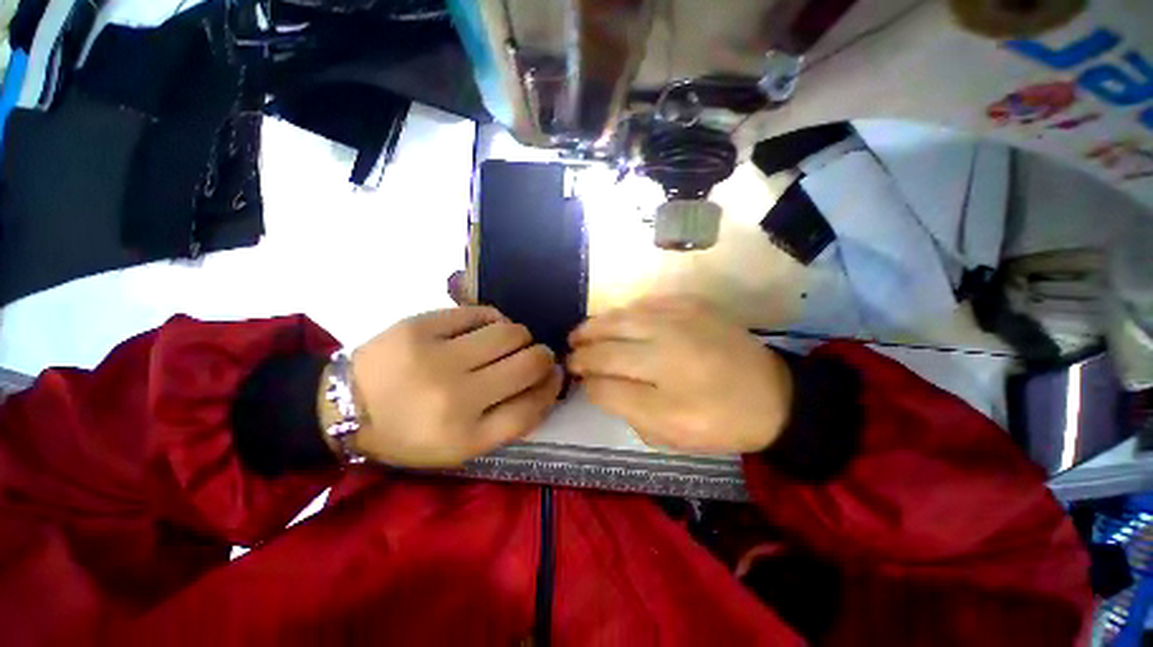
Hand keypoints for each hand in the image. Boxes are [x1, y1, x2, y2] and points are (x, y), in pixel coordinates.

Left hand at [343, 307, 562, 466]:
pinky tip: (486, 329)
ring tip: (509, 342)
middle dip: (543, 356)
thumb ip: (507, 421)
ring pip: (511, 332)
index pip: (532, 407)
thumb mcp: (460, 447)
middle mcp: (455, 397)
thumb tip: (546, 382)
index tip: (556, 375)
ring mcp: (437, 356)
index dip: (552, 388)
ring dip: (520, 336)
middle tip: (536, 354)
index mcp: (465, 436)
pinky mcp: (421, 325)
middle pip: (529, 364)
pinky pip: (480, 313)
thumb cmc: (408, 434)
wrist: (343, 407)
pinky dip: (493, 320)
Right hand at [567, 296, 792, 453]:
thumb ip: (626, 408)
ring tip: (581, 333)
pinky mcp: (691, 304)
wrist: (774, 394)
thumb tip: (595, 384)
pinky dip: (623, 312)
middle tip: (571, 353)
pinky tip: (616, 321)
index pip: (605, 380)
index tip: (575, 377)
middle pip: (608, 345)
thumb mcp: (670, 433)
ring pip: (620, 318)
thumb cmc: (720, 421)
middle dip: (582, 350)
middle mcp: (667, 348)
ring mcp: (679, 319)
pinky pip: (644, 303)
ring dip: (594, 326)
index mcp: (665, 391)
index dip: (585, 378)